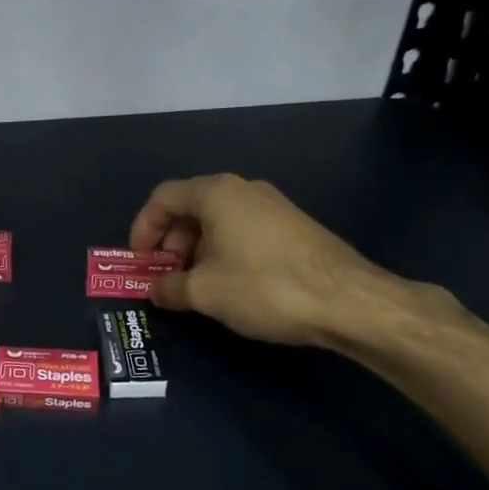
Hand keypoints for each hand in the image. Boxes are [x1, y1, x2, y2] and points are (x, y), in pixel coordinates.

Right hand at [128, 174, 416, 347]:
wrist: (348, 301)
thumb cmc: (264, 287)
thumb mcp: (205, 293)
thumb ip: (171, 288)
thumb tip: (156, 290)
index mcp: (216, 193)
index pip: (163, 197)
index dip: (143, 227)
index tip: (140, 261)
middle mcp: (243, 188)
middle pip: (191, 206)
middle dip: (171, 241)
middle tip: (167, 275)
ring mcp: (272, 204)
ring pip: (219, 219)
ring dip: (197, 248)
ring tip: (197, 284)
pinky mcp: (293, 224)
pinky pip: (244, 228)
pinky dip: (225, 249)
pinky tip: (232, 283)